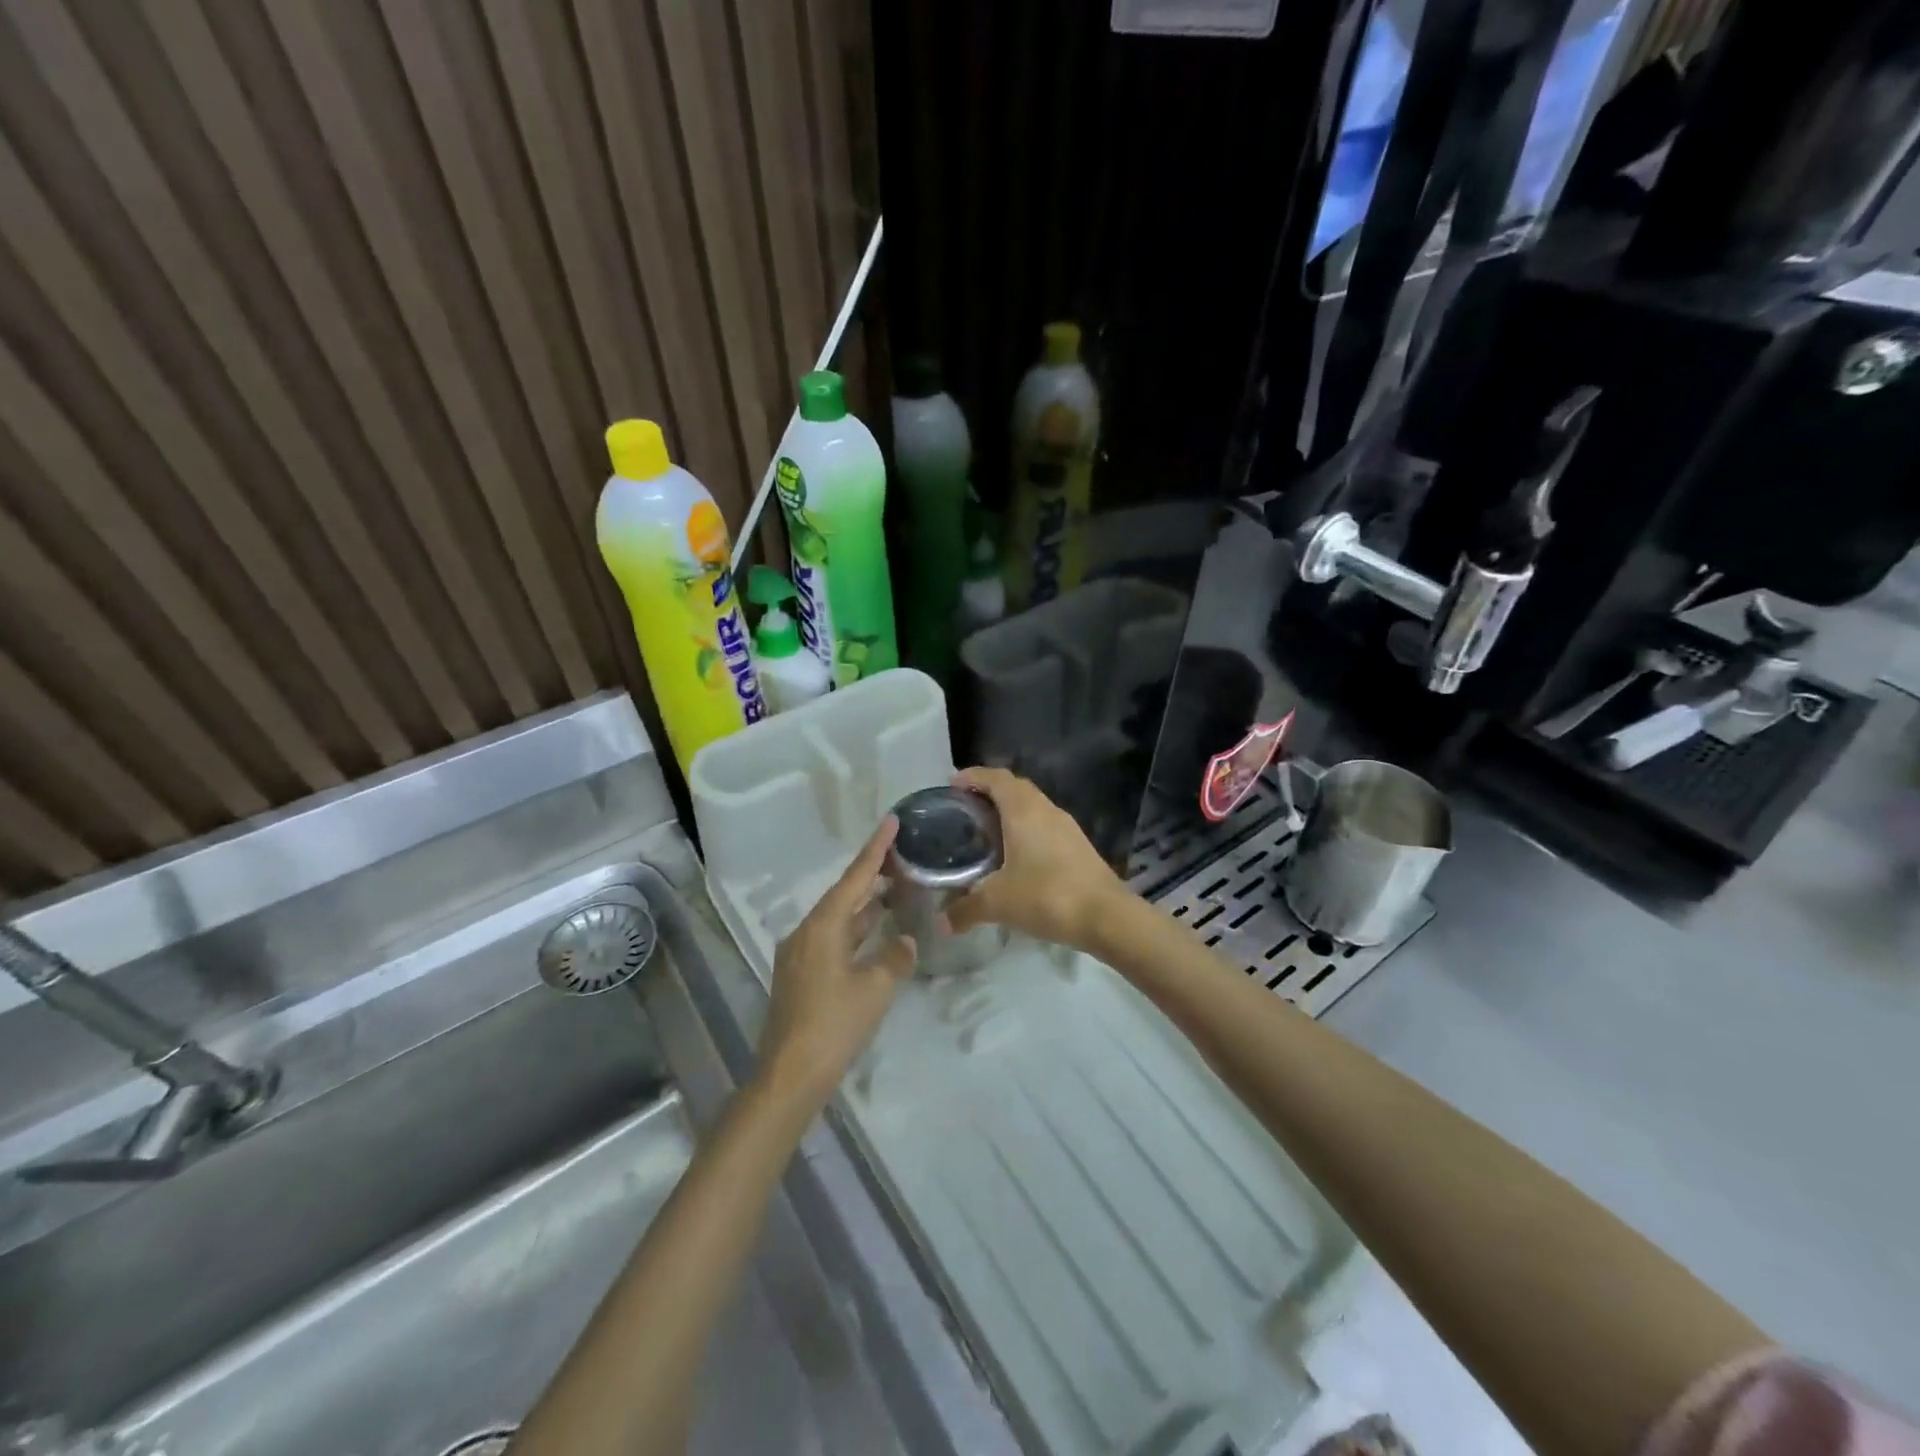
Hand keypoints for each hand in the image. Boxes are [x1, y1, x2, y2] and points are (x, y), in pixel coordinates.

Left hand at [759, 816, 915, 1107]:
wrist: (790, 1074)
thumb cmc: (834, 1024)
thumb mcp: (875, 988)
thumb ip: (894, 957)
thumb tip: (904, 940)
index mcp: (822, 926)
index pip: (855, 879)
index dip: (875, 850)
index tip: (891, 822)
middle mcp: (806, 932)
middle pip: (843, 895)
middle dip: (871, 876)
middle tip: (901, 856)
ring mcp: (800, 954)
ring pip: (838, 918)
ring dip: (864, 905)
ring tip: (893, 888)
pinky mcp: (800, 975)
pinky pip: (833, 939)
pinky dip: (855, 930)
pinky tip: (873, 933)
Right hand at [944, 766, 1128, 951]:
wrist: (1106, 915)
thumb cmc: (1046, 896)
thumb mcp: (997, 903)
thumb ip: (965, 909)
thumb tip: (942, 923)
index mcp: (1023, 810)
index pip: (996, 778)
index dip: (972, 776)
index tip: (952, 783)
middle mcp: (1046, 809)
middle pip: (1015, 787)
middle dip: (989, 791)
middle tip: (965, 807)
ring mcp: (1066, 826)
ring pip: (1033, 806)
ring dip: (1010, 811)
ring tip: (987, 830)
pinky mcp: (1078, 845)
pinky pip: (1045, 825)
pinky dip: (1026, 829)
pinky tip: (1016, 855)